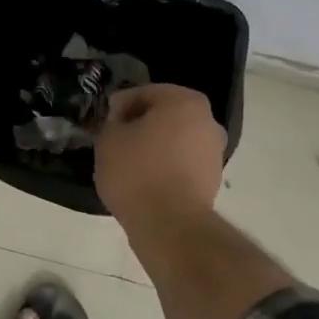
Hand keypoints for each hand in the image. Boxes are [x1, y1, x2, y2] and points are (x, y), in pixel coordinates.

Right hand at [96, 84, 226, 224]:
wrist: (169, 224)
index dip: (120, 107)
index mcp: (184, 101)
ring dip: (154, 147)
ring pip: (175, 140)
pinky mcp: (213, 180)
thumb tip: (121, 121)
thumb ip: (112, 121)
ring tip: (129, 165)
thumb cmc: (137, 171)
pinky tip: (145, 182)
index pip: (144, 93)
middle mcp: (207, 121)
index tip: (104, 123)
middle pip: (164, 116)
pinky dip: (165, 167)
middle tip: (115, 141)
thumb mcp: (109, 139)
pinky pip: (182, 164)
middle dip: (140, 125)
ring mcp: (214, 152)